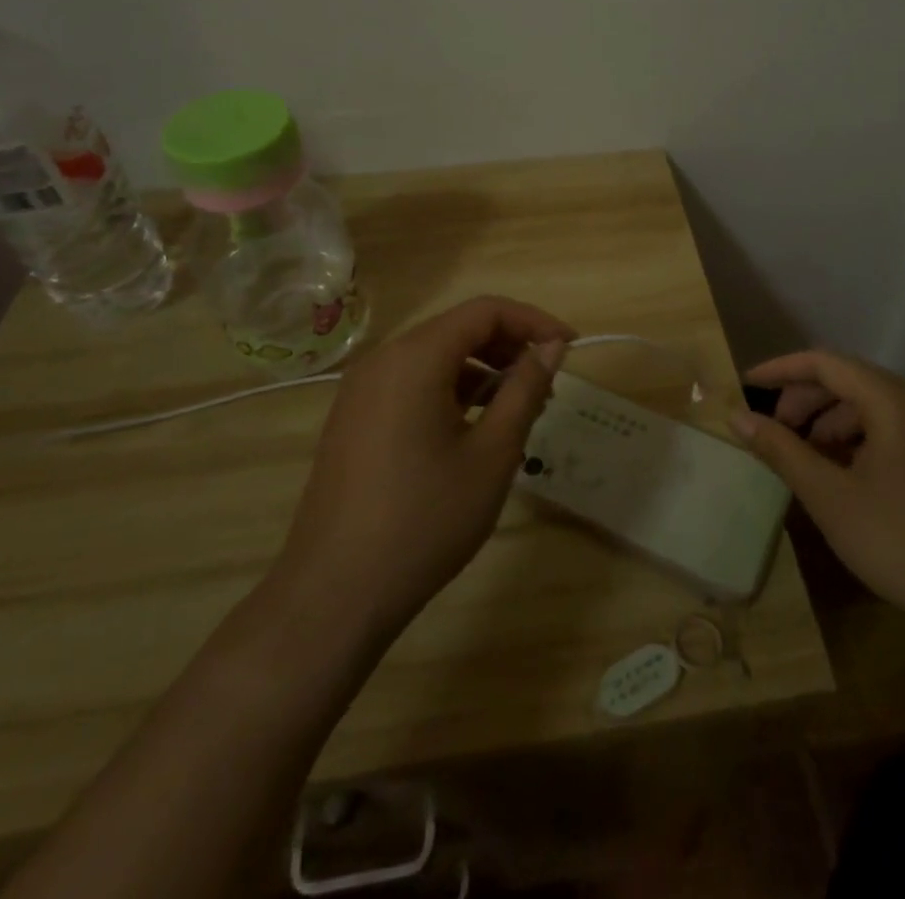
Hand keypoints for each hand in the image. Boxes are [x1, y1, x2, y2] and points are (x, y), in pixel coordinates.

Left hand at [269, 296, 575, 638]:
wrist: (335, 593)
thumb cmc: (425, 519)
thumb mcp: (492, 453)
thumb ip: (525, 389)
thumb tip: (552, 346)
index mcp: (415, 357)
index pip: (485, 310)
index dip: (534, 321)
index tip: (570, 348)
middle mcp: (383, 360)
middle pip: (457, 328)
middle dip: (508, 346)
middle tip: (546, 385)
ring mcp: (361, 390)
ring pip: (434, 357)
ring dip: (481, 370)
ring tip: (515, 411)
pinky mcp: (353, 419)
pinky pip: (411, 383)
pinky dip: (450, 390)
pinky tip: (471, 430)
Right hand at [730, 349, 904, 635]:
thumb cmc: (899, 540)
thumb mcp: (828, 495)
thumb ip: (781, 450)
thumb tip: (738, 418)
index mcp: (893, 401)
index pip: (826, 363)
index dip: (782, 370)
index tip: (746, 385)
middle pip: (849, 381)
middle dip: (805, 400)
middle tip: (774, 431)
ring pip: (871, 406)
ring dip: (831, 422)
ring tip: (807, 458)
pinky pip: (892, 429)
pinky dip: (859, 440)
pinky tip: (844, 474)